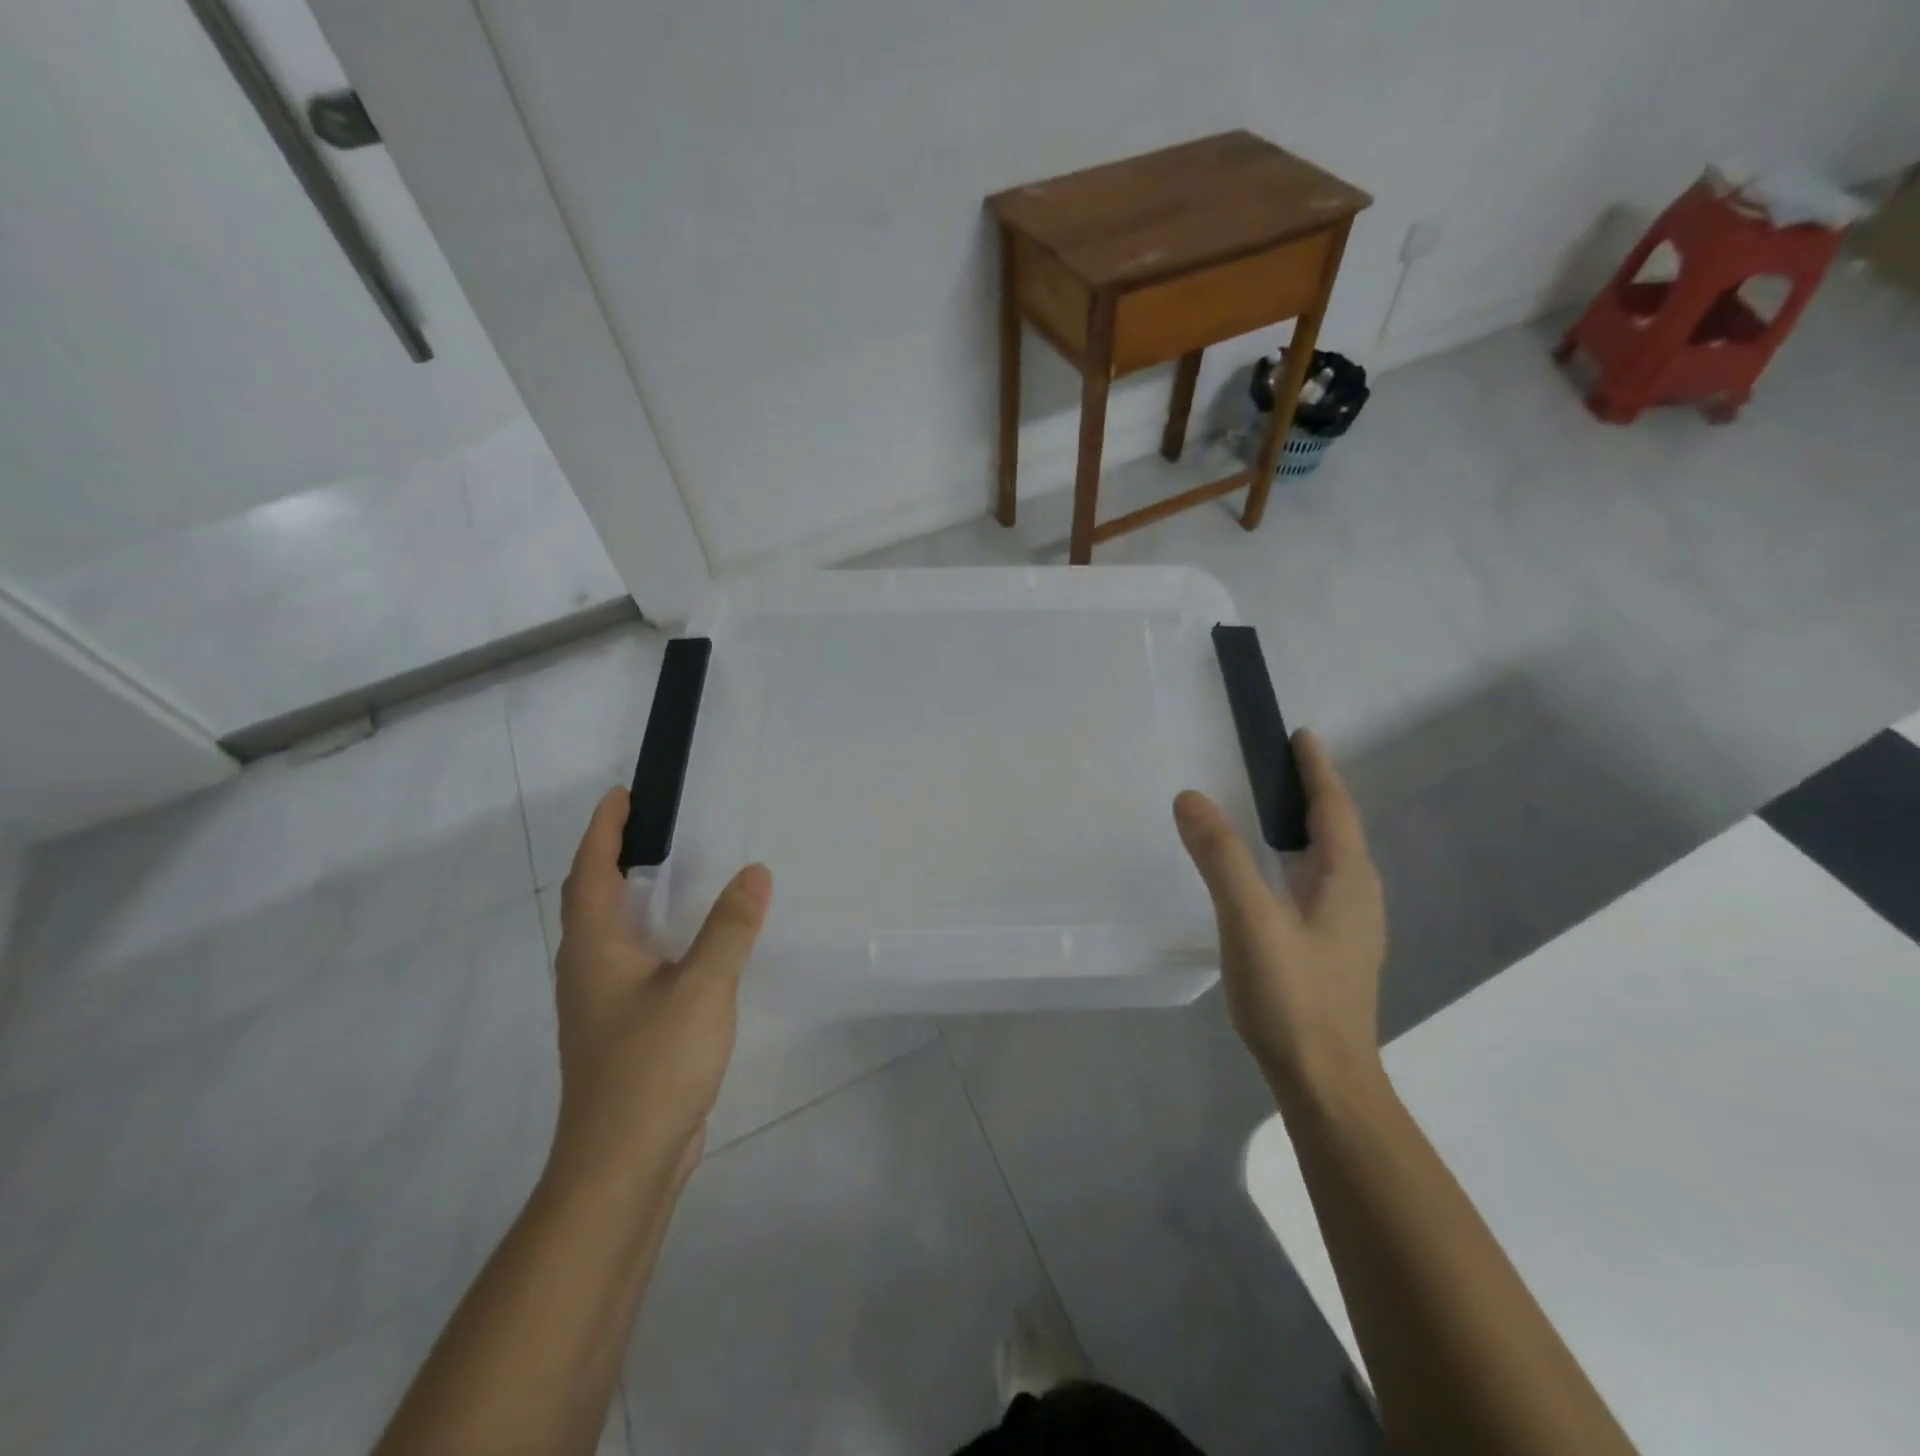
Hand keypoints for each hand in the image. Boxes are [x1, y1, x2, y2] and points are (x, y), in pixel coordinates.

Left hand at [549, 787, 772, 1192]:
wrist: (622, 1164)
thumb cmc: (652, 1066)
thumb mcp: (702, 988)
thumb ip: (729, 928)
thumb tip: (754, 872)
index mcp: (595, 949)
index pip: (591, 872)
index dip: (604, 829)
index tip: (622, 794)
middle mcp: (588, 969)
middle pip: (592, 898)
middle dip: (614, 856)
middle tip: (654, 826)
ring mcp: (601, 1003)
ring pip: (611, 932)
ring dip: (632, 895)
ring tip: (673, 873)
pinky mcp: (621, 1028)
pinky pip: (632, 961)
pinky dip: (653, 934)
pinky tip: (688, 943)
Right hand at [1174, 730, 1386, 1103]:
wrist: (1325, 1081)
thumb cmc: (1293, 997)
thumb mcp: (1250, 920)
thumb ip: (1221, 858)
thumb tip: (1190, 797)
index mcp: (1347, 880)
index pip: (1334, 808)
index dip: (1317, 770)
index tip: (1300, 736)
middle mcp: (1357, 897)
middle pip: (1338, 830)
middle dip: (1313, 793)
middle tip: (1278, 765)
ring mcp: (1349, 927)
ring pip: (1329, 860)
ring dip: (1307, 826)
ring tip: (1274, 809)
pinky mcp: (1333, 951)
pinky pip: (1318, 884)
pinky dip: (1298, 859)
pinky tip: (1274, 875)